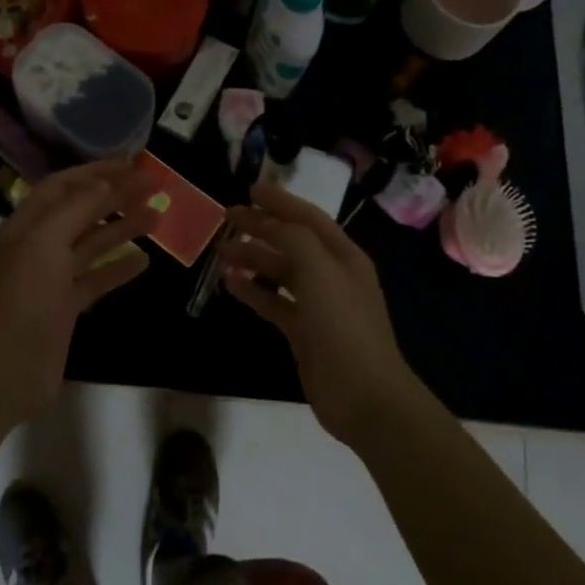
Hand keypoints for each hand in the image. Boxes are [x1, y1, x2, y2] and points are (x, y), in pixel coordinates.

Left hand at [0, 159, 159, 424]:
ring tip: (158, 216)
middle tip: (154, 187)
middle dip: (116, 196)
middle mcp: (40, 245)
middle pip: (82, 211)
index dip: (97, 171)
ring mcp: (53, 278)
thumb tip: (109, 182)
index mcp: (28, 224)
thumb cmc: (25, 297)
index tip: (134, 164)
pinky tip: (145, 261)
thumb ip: (79, 208)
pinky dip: (119, 268)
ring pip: (93, 243)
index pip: (64, 185)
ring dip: (123, 227)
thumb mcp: (47, 241)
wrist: (6, 368)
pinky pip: (97, 278)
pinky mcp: (66, 307)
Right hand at [219, 182, 419, 446]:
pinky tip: (229, 284)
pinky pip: (273, 302)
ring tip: (221, 252)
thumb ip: (292, 238)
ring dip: (253, 258)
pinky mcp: (303, 332)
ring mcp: (318, 305)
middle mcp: (332, 274)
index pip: (308, 217)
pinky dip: (253, 291)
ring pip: (280, 271)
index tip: (250, 189)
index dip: (280, 201)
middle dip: (261, 227)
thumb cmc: (342, 324)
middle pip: (292, 242)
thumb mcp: (319, 269)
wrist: (363, 395)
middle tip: (227, 218)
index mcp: (343, 255)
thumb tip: (266, 222)